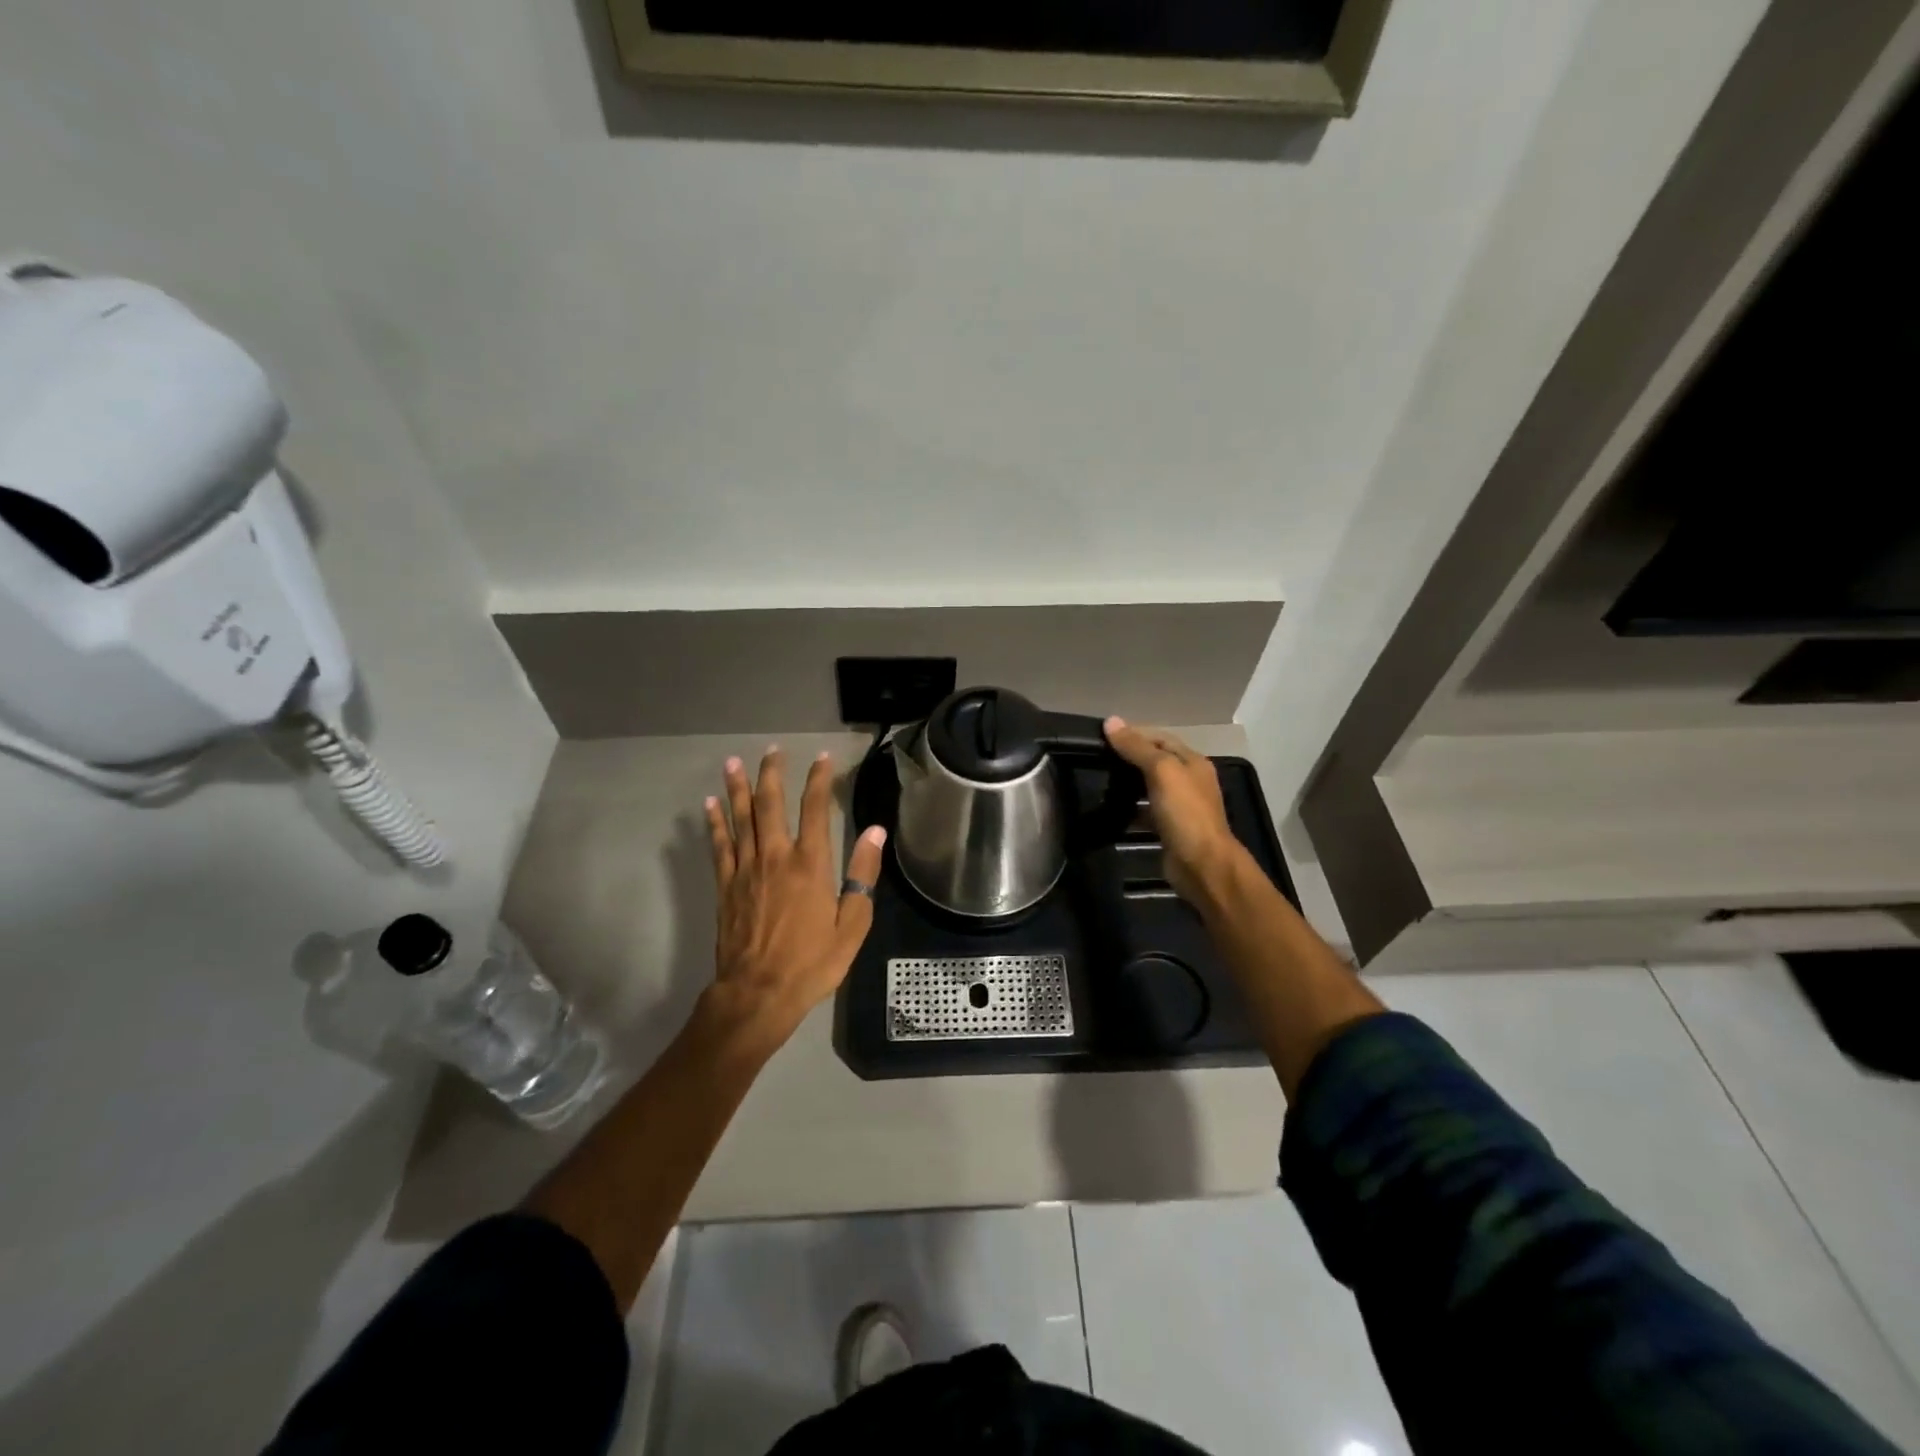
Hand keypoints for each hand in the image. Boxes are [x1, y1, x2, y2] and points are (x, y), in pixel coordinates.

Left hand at [704, 748, 886, 1048]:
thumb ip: (863, 874)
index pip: (815, 808)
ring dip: (737, 787)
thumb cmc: (812, 962)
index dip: (819, 779)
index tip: (822, 758)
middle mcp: (776, 856)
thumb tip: (876, 831)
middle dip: (772, 773)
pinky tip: (710, 804)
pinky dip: (715, 822)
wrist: (758, 993)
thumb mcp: (852, 924)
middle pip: (771, 803)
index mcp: (811, 863)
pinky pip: (719, 845)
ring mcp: (746, 869)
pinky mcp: (725, 885)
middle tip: (773, 750)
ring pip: (741, 817)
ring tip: (733, 762)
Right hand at [1103, 718, 1241, 903]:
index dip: (1134, 734)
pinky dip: (1130, 809)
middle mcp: (1189, 780)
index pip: (1160, 738)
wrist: (1202, 865)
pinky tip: (1111, 810)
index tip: (1103, 736)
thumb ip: (1136, 747)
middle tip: (1097, 758)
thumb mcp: (1161, 772)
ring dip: (1128, 783)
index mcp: (1192, 762)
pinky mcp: (1170, 828)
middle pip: (1155, 761)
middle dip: (1129, 757)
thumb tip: (1110, 721)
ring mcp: (1181, 806)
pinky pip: (1146, 811)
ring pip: (1150, 786)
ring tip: (1099, 781)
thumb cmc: (1185, 813)